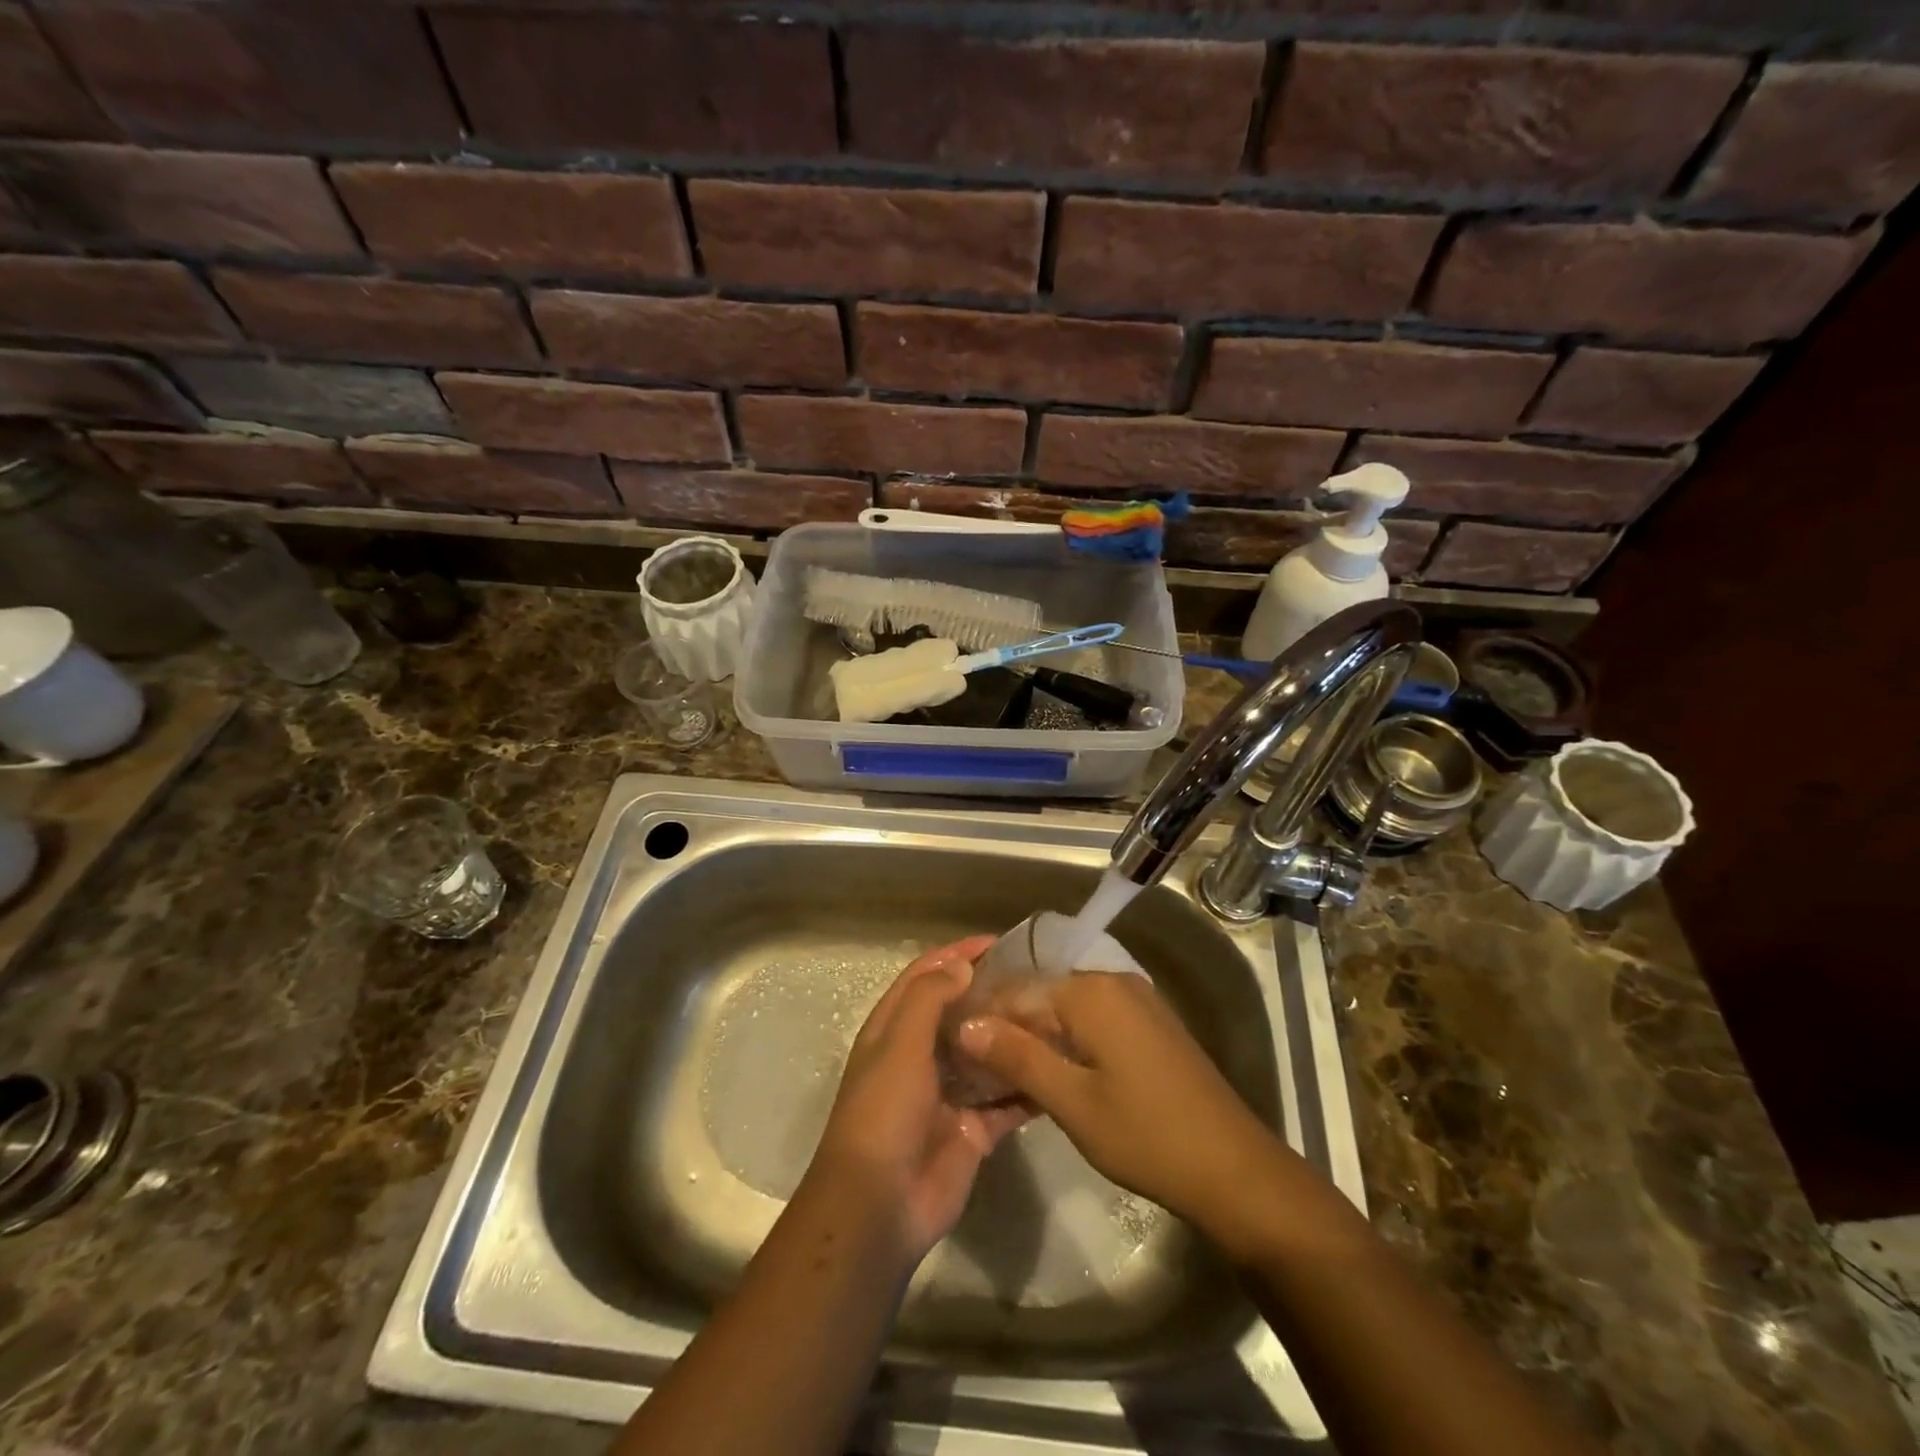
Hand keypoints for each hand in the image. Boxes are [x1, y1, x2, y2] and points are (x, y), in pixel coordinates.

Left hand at [807, 938, 1029, 1263]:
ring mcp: (949, 1093)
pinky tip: (1060, 1070)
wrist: (879, 1206)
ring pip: (987, 1054)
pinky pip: (1007, 1102)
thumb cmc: (883, 1112)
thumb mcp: (899, 1045)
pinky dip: (1029, 1087)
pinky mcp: (974, 1129)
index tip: (999, 942)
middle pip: (961, 1012)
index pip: (926, 976)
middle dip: (994, 994)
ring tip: (1058, 1017)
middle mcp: (921, 1055)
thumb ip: (929, 999)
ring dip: (1015, 1037)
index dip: (957, 954)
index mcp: (895, 1029)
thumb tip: (961, 964)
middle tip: (1041, 979)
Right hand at [957, 972, 1328, 1260]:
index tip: (953, 1050)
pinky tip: (1051, 1075)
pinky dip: (1067, 1042)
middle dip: (1009, 1027)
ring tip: (1005, 1075)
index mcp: (1090, 991)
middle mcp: (1111, 981)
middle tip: (975, 1068)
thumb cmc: (1146, 1135)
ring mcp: (1135, 1001)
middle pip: (1042, 995)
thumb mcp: (1072, 1101)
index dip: (983, 1019)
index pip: (1016, 991)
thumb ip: (1017, 1056)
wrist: (1234, 1169)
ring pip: (1066, 1009)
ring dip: (1037, 1037)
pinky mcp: (1149, 1024)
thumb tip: (965, 1023)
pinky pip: (1093, 1020)